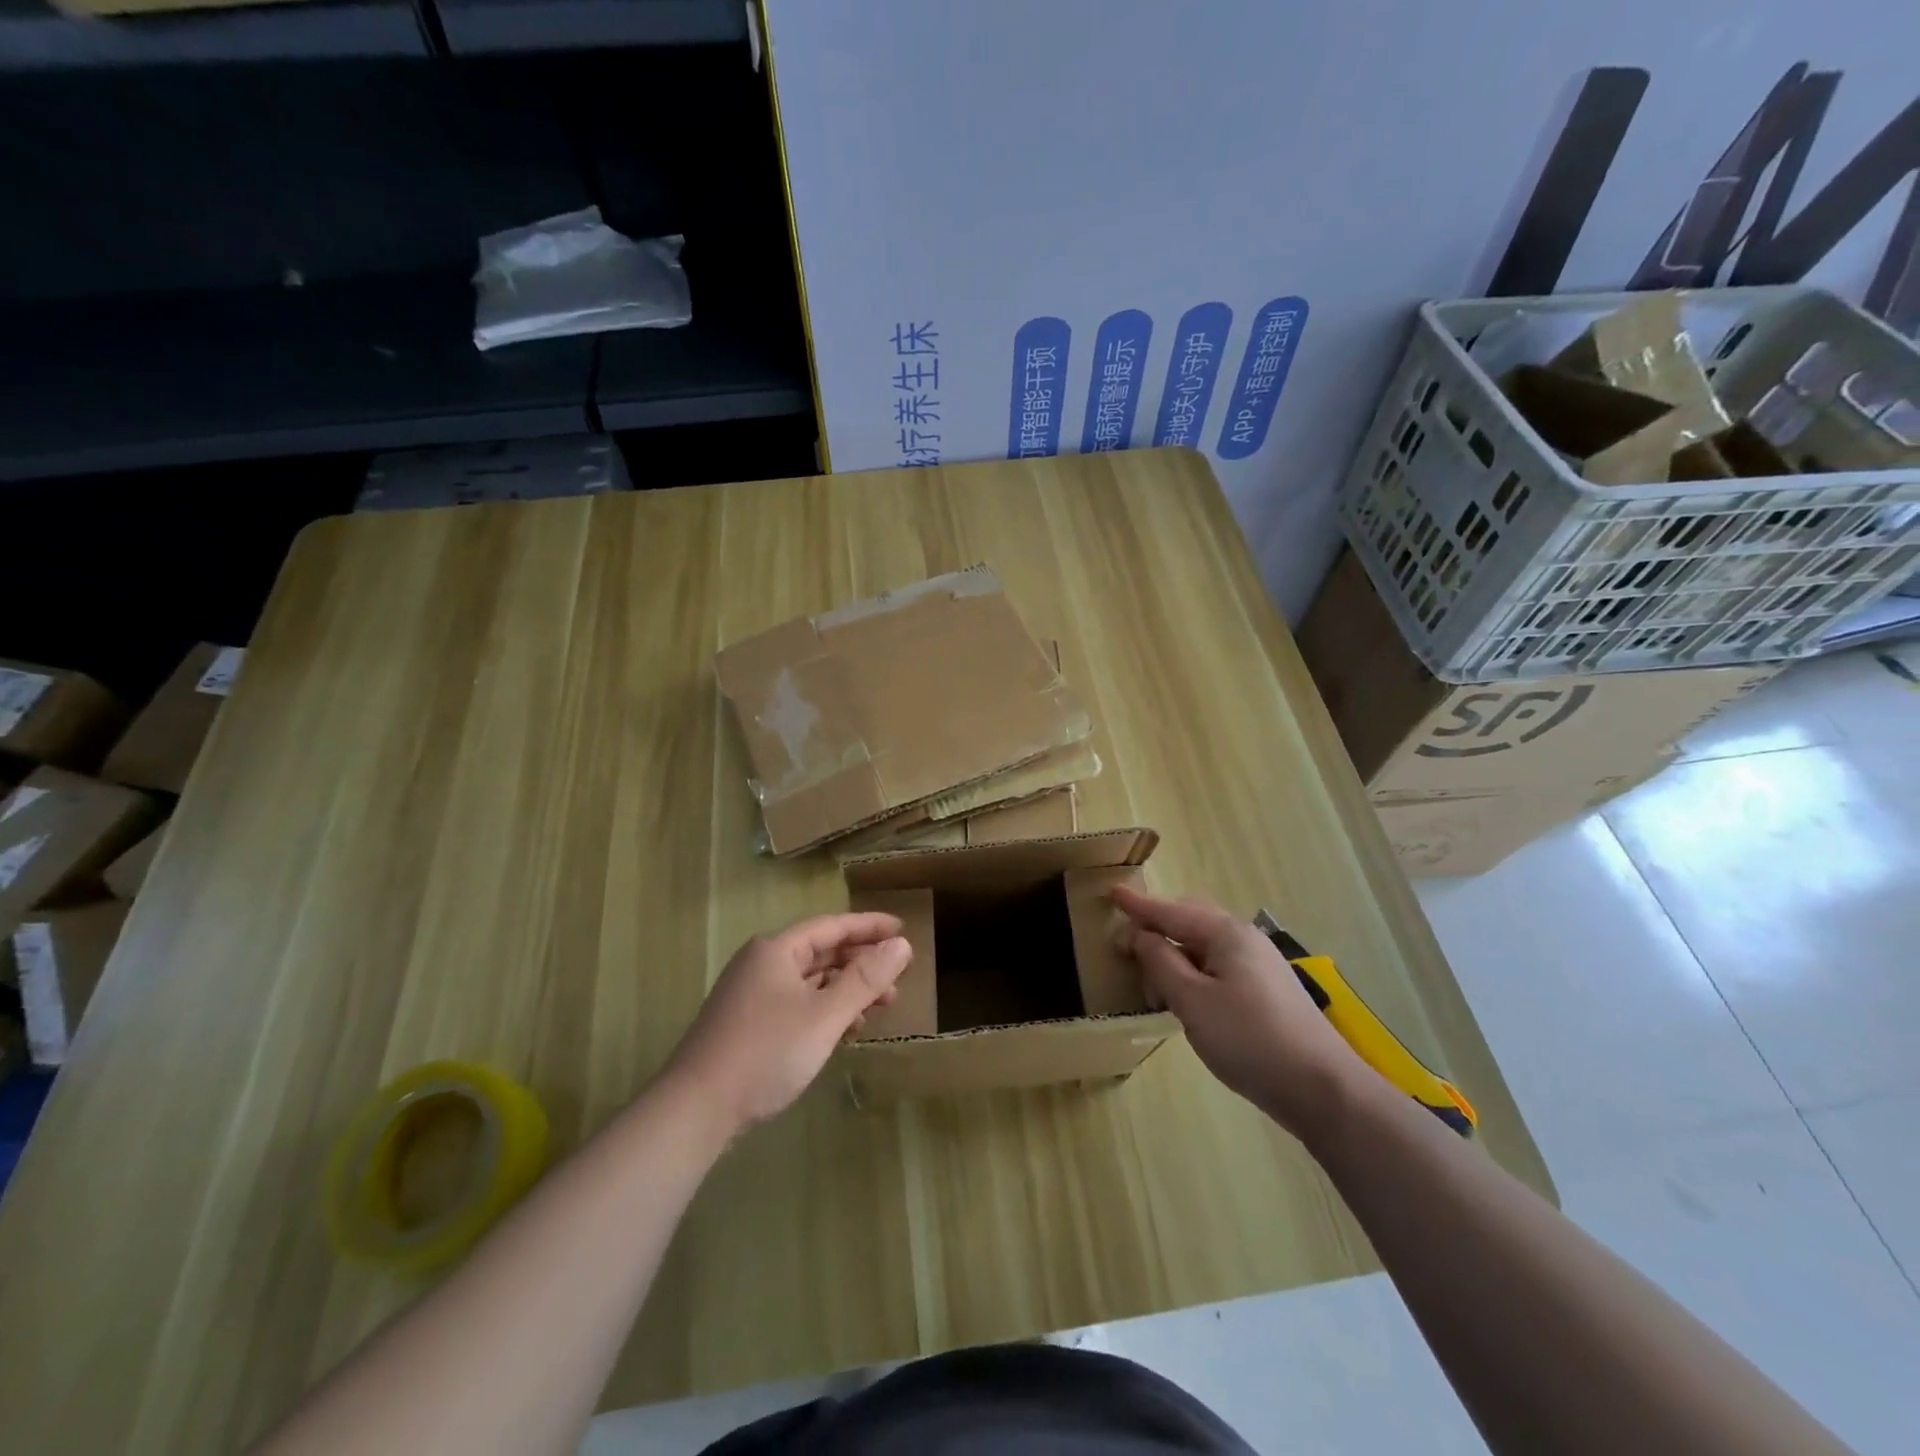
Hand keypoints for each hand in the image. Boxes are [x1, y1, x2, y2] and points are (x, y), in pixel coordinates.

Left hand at [663, 913, 911, 1132]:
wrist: (696, 1110)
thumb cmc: (766, 1052)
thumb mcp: (825, 1015)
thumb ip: (865, 979)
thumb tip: (902, 944)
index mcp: (777, 950)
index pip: (833, 925)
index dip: (870, 926)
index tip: (903, 929)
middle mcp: (763, 963)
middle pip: (822, 952)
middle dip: (862, 963)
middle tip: (899, 976)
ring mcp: (752, 994)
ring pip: (811, 981)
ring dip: (847, 990)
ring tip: (881, 1006)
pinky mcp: (749, 1024)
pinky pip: (798, 1004)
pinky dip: (826, 1011)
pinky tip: (846, 1031)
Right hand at [1112, 886, 1368, 1137]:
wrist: (1322, 1088)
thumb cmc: (1249, 1038)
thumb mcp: (1192, 1000)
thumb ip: (1161, 962)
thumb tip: (1141, 935)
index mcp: (1226, 933)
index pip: (1172, 912)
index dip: (1139, 906)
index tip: (1112, 893)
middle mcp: (1244, 940)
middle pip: (1190, 922)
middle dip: (1156, 930)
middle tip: (1124, 948)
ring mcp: (1259, 966)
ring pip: (1204, 948)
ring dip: (1173, 957)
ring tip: (1151, 985)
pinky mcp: (1266, 992)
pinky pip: (1218, 968)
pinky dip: (1193, 975)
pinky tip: (1185, 999)